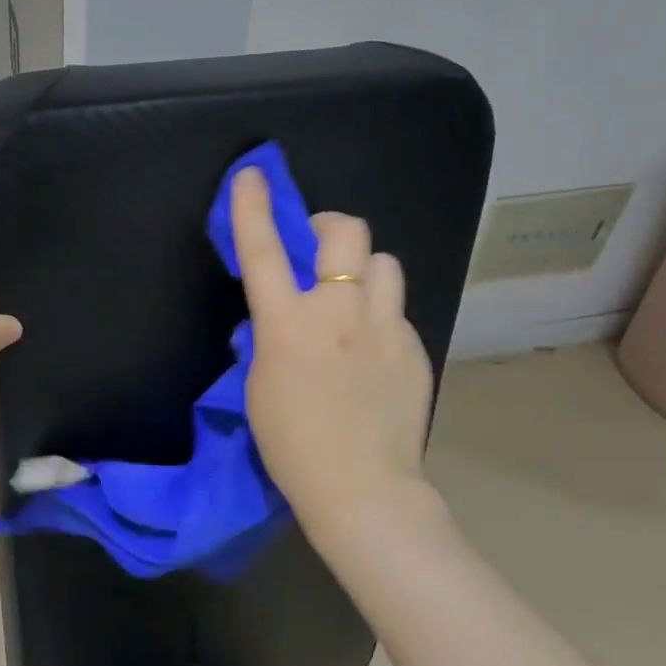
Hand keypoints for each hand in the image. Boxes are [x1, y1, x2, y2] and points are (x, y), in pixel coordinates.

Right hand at [231, 167, 435, 544]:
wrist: (362, 489)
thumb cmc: (293, 447)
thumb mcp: (260, 387)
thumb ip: (270, 338)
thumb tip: (279, 314)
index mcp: (288, 325)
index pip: (264, 251)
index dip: (252, 208)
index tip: (251, 175)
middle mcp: (339, 312)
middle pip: (346, 232)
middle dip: (330, 228)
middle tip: (319, 252)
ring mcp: (385, 327)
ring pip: (383, 264)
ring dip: (362, 271)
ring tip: (353, 302)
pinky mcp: (414, 347)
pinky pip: (396, 312)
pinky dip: (380, 318)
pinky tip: (373, 354)